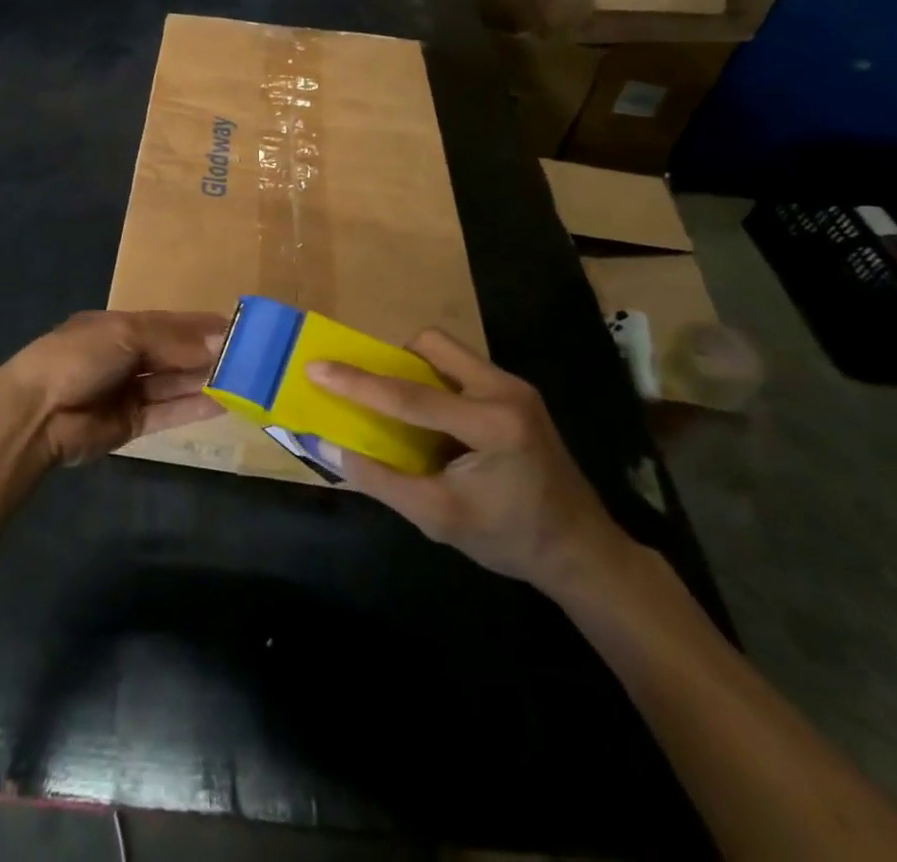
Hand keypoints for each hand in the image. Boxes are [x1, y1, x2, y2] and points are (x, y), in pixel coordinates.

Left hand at [0, 310, 227, 467]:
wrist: (36, 414)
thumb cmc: (78, 358)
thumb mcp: (125, 334)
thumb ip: (173, 339)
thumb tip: (220, 338)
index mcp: (121, 326)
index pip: (171, 324)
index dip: (203, 326)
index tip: (240, 328)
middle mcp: (128, 356)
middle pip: (175, 354)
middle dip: (208, 354)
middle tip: (252, 358)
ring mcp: (129, 391)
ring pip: (175, 384)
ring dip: (206, 381)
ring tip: (245, 381)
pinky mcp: (131, 424)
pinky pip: (168, 413)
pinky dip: (194, 408)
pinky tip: (223, 404)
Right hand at [309, 330, 633, 598]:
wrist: (582, 551)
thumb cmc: (510, 539)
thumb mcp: (437, 517)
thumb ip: (379, 479)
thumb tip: (325, 446)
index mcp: (491, 425)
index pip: (409, 396)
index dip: (357, 382)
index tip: (315, 366)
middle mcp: (505, 391)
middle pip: (432, 346)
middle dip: (393, 361)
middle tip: (372, 391)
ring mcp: (515, 387)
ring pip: (447, 351)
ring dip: (415, 369)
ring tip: (401, 408)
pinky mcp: (517, 393)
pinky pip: (461, 367)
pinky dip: (435, 382)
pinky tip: (433, 419)